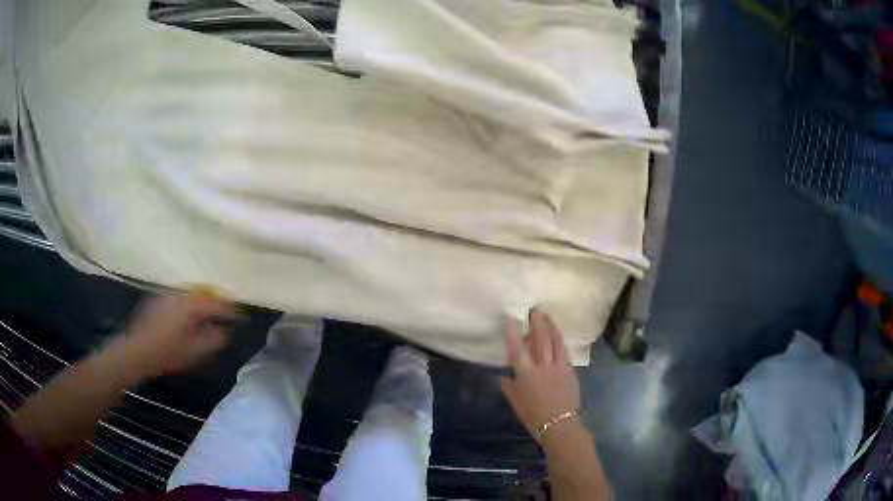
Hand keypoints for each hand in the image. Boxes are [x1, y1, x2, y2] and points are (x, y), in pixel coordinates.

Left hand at [112, 292, 236, 378]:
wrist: (137, 351)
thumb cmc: (167, 354)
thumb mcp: (194, 351)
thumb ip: (213, 340)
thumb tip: (226, 331)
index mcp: (190, 306)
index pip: (215, 303)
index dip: (230, 309)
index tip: (242, 315)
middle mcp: (179, 295)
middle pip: (204, 293)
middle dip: (217, 301)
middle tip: (229, 310)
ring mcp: (167, 295)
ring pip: (191, 293)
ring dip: (204, 300)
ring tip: (213, 311)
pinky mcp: (159, 299)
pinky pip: (181, 296)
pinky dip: (191, 301)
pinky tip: (192, 312)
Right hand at [500, 308, 581, 441]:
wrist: (560, 425)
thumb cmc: (534, 417)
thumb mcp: (516, 404)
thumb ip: (510, 388)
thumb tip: (505, 378)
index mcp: (526, 374)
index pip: (517, 349)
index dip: (513, 333)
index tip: (511, 318)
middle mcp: (543, 366)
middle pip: (541, 339)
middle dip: (538, 323)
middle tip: (536, 309)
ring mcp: (559, 367)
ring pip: (555, 342)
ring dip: (551, 327)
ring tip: (548, 316)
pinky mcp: (570, 371)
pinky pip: (564, 351)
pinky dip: (560, 341)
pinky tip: (558, 336)